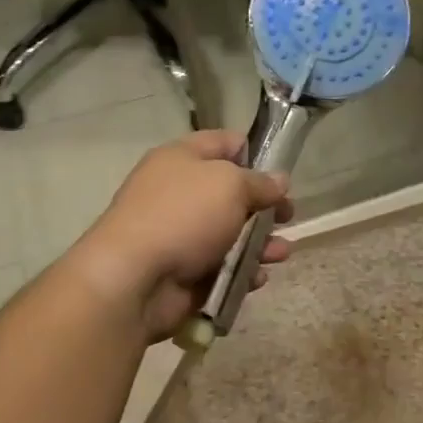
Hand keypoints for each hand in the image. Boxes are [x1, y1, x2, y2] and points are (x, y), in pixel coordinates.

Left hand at [70, 131, 293, 341]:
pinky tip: (258, 277)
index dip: (255, 152)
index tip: (281, 170)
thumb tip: (279, 181)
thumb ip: (261, 182)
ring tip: (281, 252)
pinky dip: (244, 272)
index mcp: (182, 158)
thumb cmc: (183, 216)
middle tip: (288, 216)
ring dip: (261, 242)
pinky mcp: (186, 271)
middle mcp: (181, 192)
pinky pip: (224, 267)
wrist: (134, 279)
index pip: (224, 143)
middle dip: (265, 205)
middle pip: (233, 192)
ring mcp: (182, 234)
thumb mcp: (231, 185)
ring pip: (233, 233)